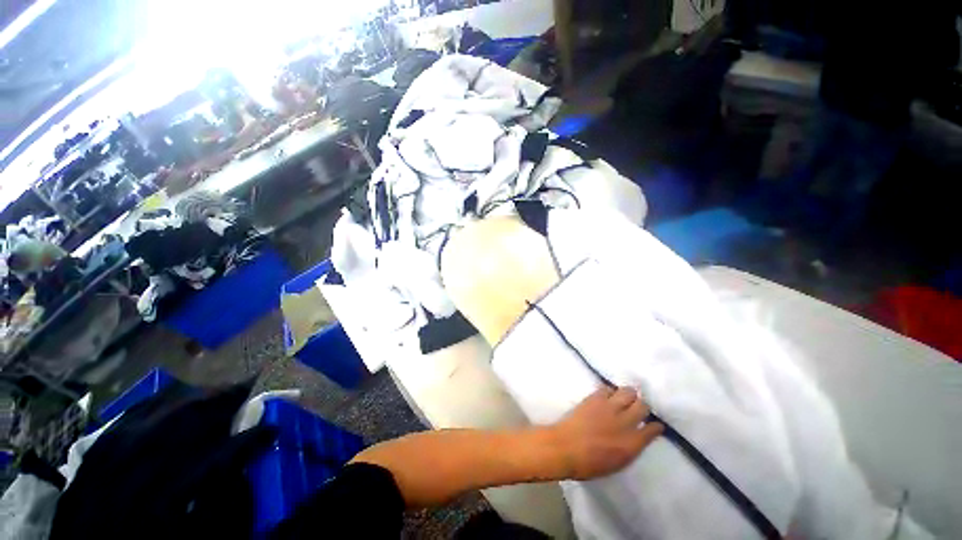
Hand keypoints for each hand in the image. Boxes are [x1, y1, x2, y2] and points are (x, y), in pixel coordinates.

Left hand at [548, 386, 662, 479]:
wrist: (565, 447)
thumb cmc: (589, 464)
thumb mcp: (617, 463)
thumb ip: (630, 448)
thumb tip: (635, 438)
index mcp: (632, 444)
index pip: (652, 430)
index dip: (655, 426)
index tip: (655, 425)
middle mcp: (625, 423)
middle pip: (642, 406)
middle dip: (642, 406)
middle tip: (637, 408)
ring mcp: (609, 407)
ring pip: (628, 392)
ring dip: (629, 395)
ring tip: (624, 398)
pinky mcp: (595, 398)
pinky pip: (608, 388)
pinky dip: (610, 391)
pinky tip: (607, 396)